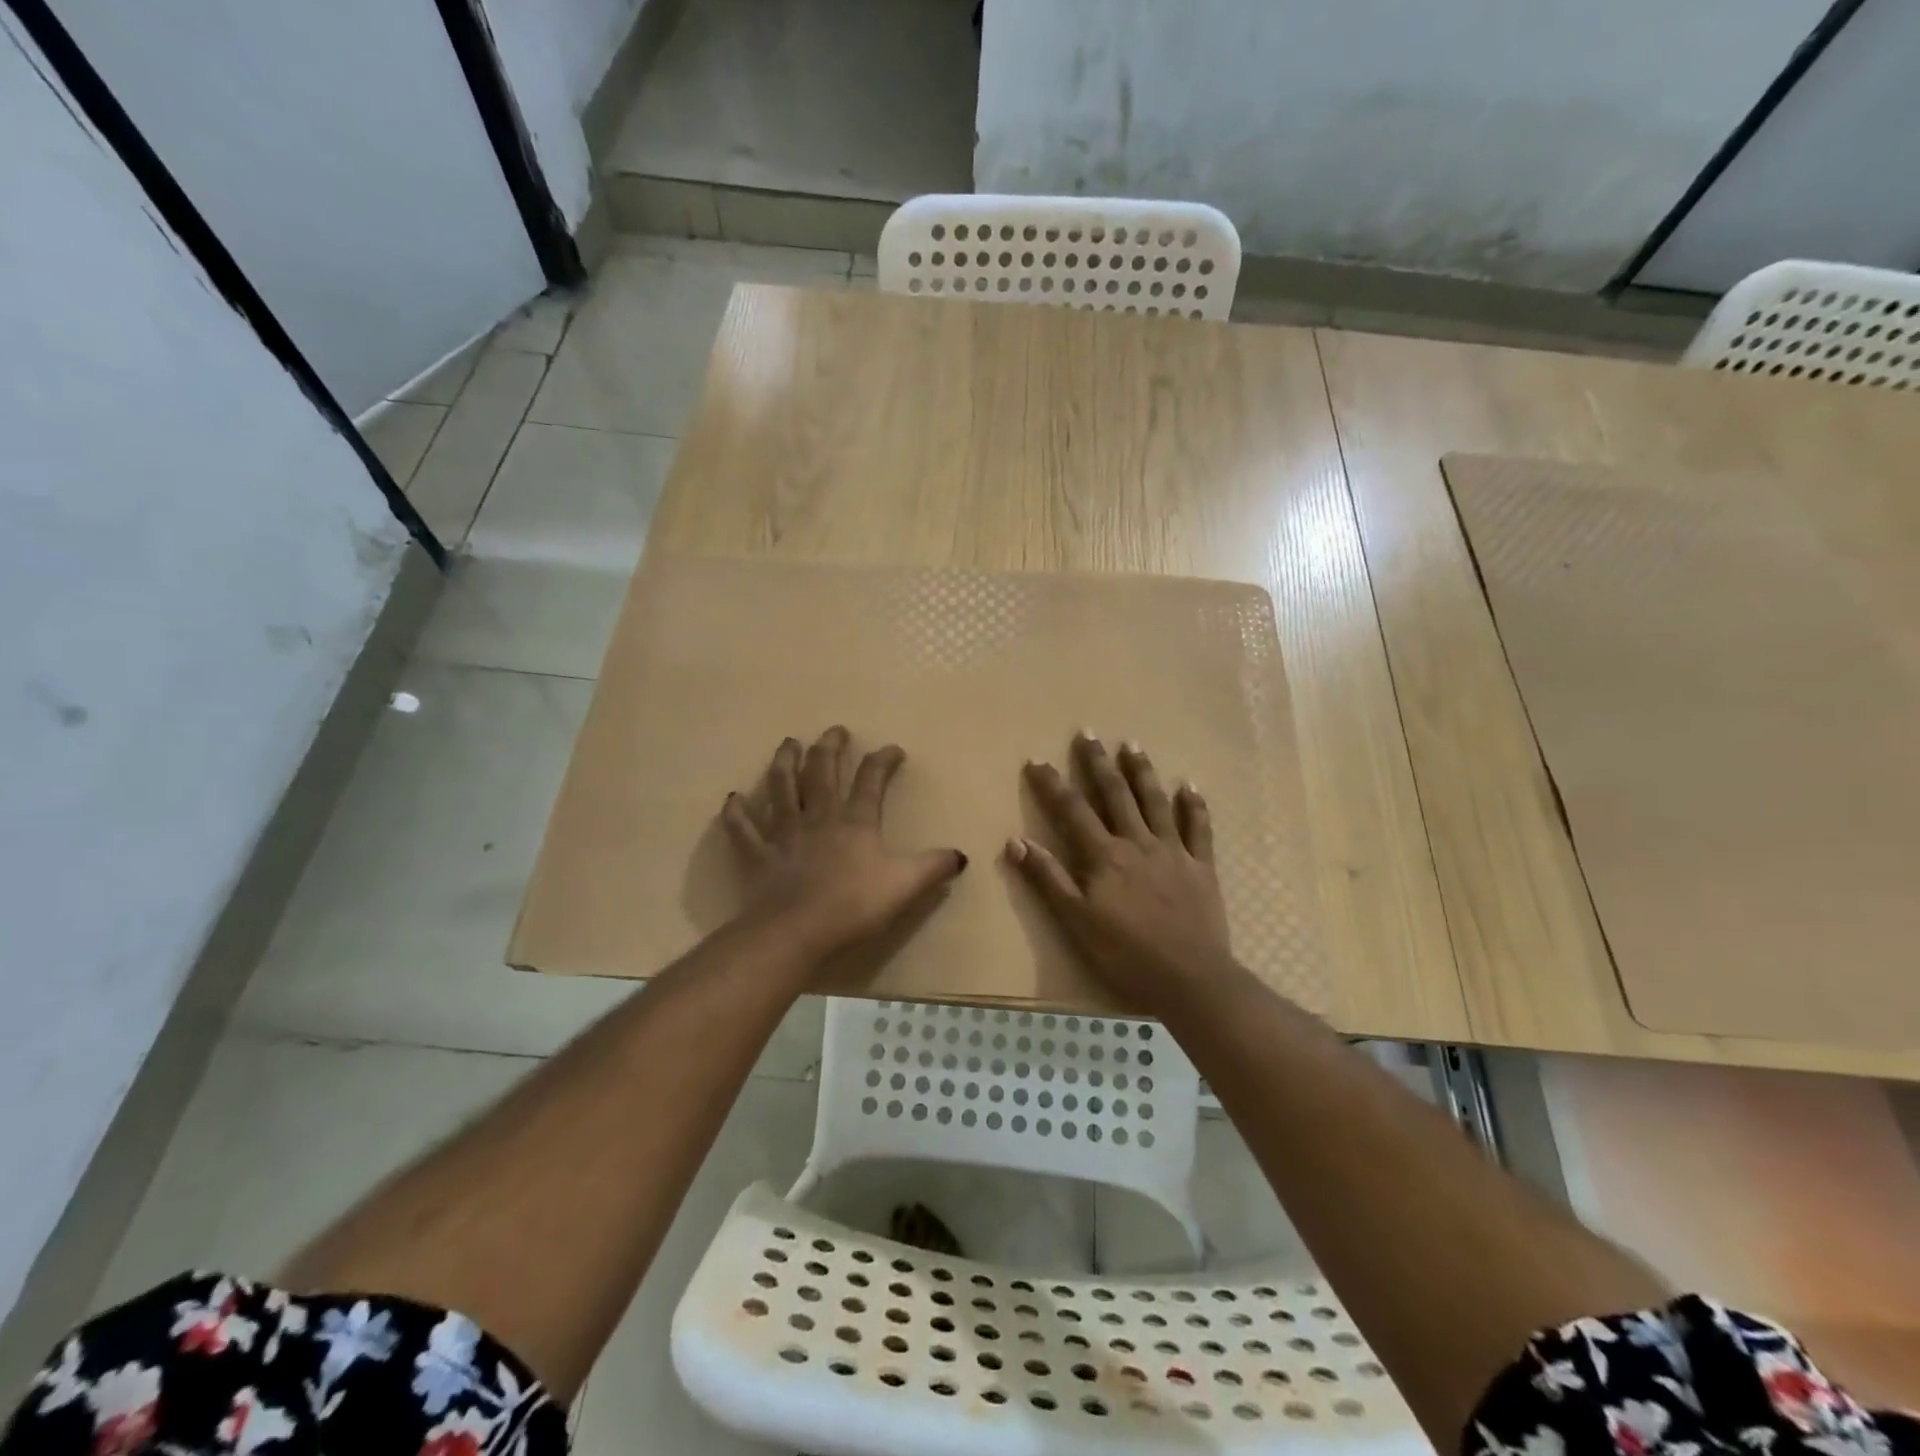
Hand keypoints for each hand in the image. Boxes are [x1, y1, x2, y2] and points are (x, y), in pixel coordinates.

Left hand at [722, 727, 966, 974]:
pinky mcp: (758, 854)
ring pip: (782, 788)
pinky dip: (737, 812)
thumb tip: (960, 855)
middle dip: (829, 748)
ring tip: (788, 743)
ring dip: (785, 763)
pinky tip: (734, 798)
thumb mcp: (905, 886)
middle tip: (834, 731)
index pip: (871, 780)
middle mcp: (819, 817)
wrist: (796, 931)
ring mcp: (784, 833)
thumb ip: (933, 867)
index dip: (883, 761)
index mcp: (855, 822)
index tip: (893, 749)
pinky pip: (743, 828)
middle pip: (822, 772)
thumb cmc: (853, 906)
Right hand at [1007, 733, 1232, 1012]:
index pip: (1072, 810)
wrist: (1190, 979)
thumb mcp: (1076, 921)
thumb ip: (1048, 879)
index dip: (1052, 784)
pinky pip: (1199, 828)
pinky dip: (1195, 805)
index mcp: (1104, 856)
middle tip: (1088, 733)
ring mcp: (1173, 851)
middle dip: (1098, 763)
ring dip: (1142, 772)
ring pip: (1155, 802)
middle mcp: (1138, 843)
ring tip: (1132, 744)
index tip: (1036, 759)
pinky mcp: (1201, 866)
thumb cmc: (1126, 955)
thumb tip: (1015, 841)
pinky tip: (1191, 786)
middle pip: (1115, 794)